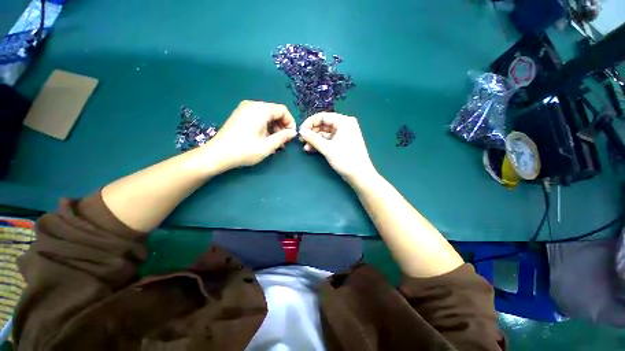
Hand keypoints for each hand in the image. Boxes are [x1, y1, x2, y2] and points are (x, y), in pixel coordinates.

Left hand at [200, 100, 296, 171]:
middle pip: (275, 112)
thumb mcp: (267, 146)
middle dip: (282, 126)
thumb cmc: (244, 150)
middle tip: (284, 142)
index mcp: (260, 110)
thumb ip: (283, 137)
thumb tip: (293, 132)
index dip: (290, 122)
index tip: (291, 136)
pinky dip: (265, 127)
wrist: (217, 154)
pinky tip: (265, 140)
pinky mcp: (240, 115)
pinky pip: (258, 118)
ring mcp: (244, 109)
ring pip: (267, 116)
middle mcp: (252, 105)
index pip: (282, 110)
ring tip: (275, 144)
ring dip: (274, 128)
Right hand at [299, 112, 376, 183]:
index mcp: (344, 121)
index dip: (310, 123)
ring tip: (305, 147)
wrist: (360, 175)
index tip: (301, 131)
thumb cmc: (346, 159)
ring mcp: (343, 135)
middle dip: (312, 132)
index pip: (323, 116)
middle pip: (323, 125)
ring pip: (325, 134)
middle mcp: (344, 126)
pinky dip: (320, 144)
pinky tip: (311, 149)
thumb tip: (301, 131)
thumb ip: (313, 138)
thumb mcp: (328, 148)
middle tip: (302, 140)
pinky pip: (328, 140)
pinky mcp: (341, 144)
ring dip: (314, 140)